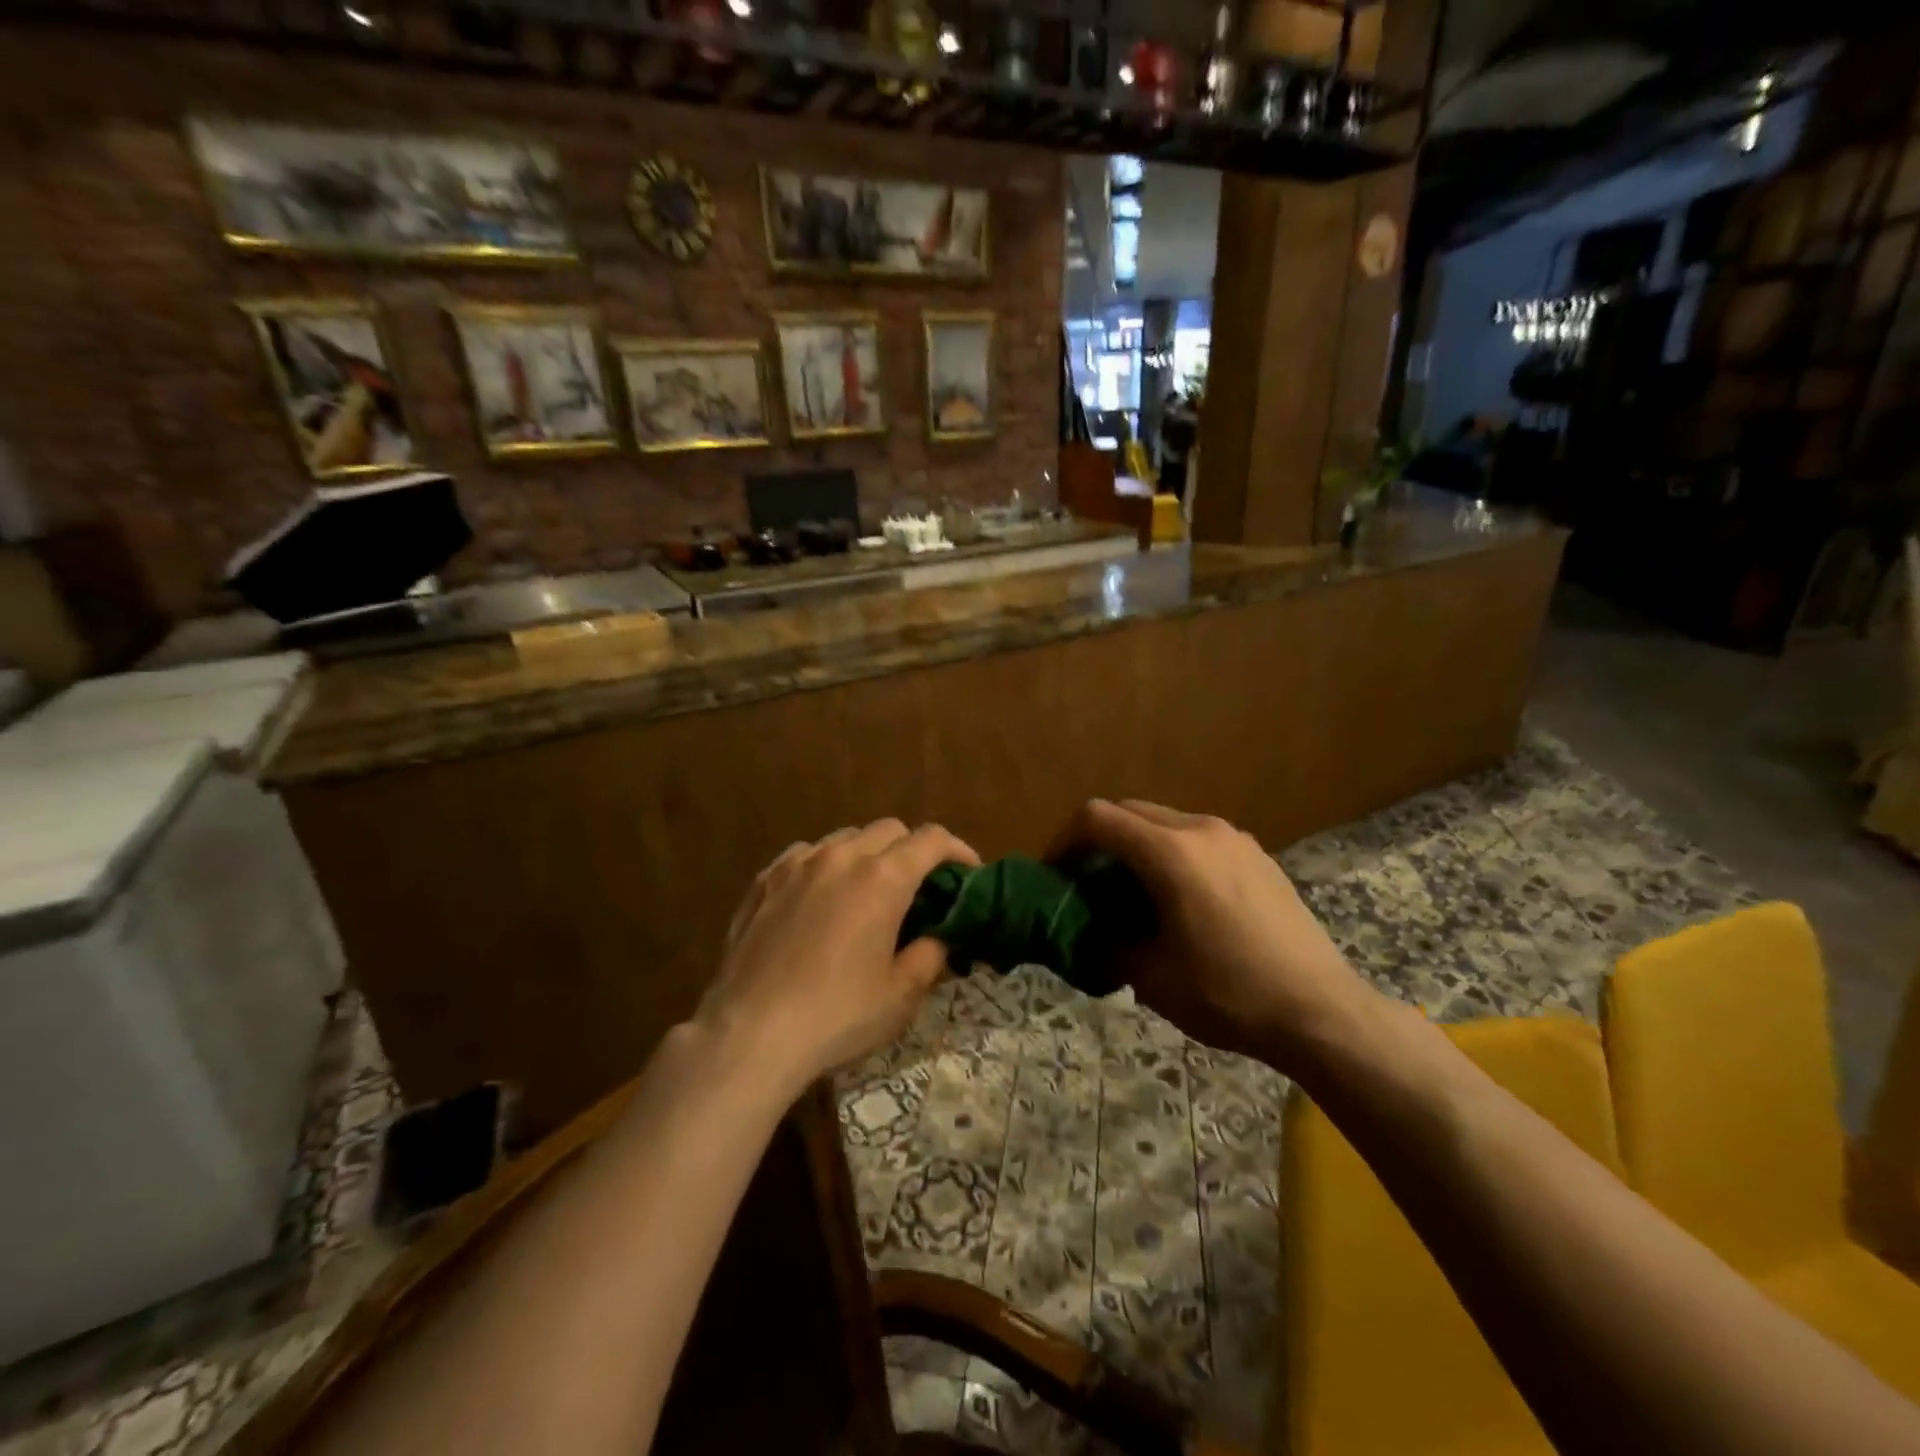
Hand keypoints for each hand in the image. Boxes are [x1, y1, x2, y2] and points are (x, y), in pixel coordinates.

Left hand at [698, 819, 980, 1096]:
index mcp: (883, 878)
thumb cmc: (836, 1016)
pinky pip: (805, 855)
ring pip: (845, 838)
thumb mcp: (901, 995)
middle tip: (919, 887)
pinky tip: (821, 897)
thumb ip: (930, 954)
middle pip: (890, 829)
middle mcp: (841, 857)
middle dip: (913, 850)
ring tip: (868, 891)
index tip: (968, 873)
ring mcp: (797, 864)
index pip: (931, 839)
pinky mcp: (764, 880)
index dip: (958, 850)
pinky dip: (826, 864)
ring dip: (868, 854)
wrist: (750, 1034)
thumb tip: (938, 936)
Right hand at [1067, 799, 1374, 1061]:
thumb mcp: (1152, 977)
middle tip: (1088, 883)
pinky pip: (1198, 839)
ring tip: (1133, 893)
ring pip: (1166, 823)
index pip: (1098, 818)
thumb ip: (1108, 942)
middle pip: (1131, 811)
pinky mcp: (1258, 856)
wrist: (1322, 1012)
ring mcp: (1235, 839)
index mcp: (1170, 852)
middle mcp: (1201, 830)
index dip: (1065, 840)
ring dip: (1137, 846)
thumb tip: (1091, 931)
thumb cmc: (1229, 994)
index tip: (1056, 874)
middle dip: (1100, 841)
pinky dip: (1172, 854)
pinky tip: (1181, 900)